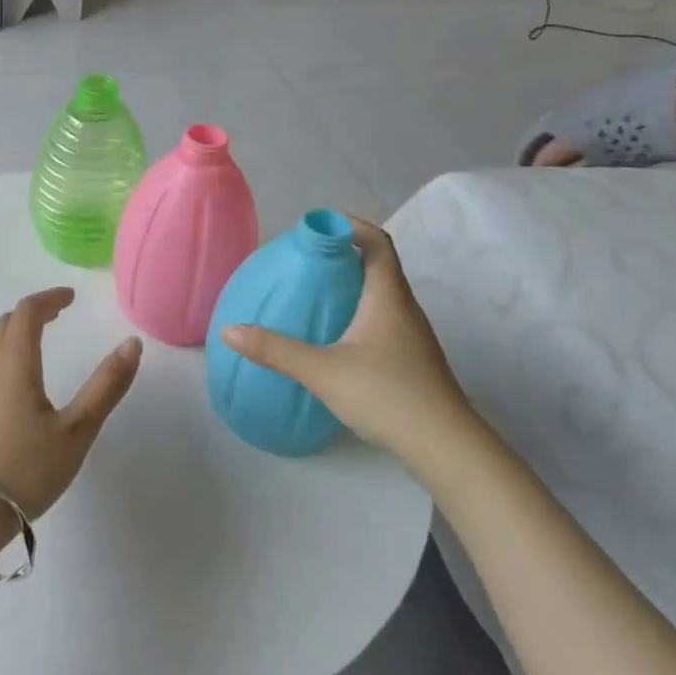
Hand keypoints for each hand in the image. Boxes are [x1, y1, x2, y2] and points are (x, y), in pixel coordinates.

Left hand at [0, 288, 141, 519]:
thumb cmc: (26, 469)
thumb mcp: (77, 431)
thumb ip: (106, 386)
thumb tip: (132, 343)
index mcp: (15, 363)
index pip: (27, 312)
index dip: (49, 299)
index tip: (70, 298)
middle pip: (5, 324)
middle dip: (31, 314)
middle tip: (56, 317)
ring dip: (10, 334)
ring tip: (31, 345)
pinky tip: (6, 384)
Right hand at [219, 218, 477, 461]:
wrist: (447, 448)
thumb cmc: (388, 396)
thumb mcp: (323, 372)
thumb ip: (275, 350)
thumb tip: (229, 330)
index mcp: (388, 297)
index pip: (377, 242)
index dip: (350, 226)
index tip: (318, 227)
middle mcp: (404, 308)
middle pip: (378, 266)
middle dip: (343, 255)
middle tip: (304, 260)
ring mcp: (412, 335)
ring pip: (381, 294)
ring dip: (351, 285)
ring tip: (314, 292)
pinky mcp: (412, 358)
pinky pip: (382, 318)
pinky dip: (358, 311)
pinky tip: (335, 335)